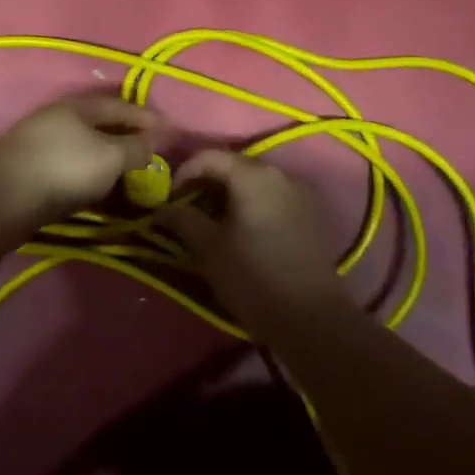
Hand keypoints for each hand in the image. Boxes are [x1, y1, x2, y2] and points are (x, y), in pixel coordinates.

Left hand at [0, 94, 171, 230]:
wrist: (3, 201)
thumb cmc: (64, 170)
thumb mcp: (111, 157)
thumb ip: (139, 146)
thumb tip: (165, 136)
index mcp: (78, 105)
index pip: (122, 105)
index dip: (149, 118)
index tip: (172, 134)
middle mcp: (57, 116)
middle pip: (101, 124)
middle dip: (128, 137)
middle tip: (151, 154)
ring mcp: (39, 141)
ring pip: (84, 145)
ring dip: (108, 157)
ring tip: (128, 173)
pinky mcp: (29, 167)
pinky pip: (70, 164)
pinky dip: (89, 172)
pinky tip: (97, 187)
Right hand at [159, 150, 344, 334]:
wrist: (312, 318)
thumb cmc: (253, 277)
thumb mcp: (209, 248)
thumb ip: (183, 219)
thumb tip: (162, 208)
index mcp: (254, 175)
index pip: (209, 156)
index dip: (183, 172)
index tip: (168, 199)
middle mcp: (280, 174)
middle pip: (233, 166)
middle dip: (204, 183)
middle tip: (185, 209)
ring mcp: (300, 193)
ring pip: (253, 182)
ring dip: (227, 195)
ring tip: (209, 222)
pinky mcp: (310, 215)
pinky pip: (271, 197)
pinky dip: (249, 205)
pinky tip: (239, 230)